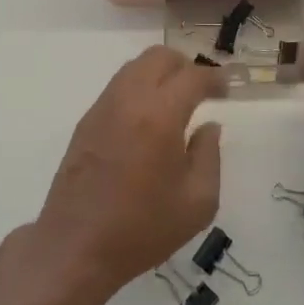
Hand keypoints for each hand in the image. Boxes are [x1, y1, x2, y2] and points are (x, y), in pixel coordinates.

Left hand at [34, 47, 226, 298]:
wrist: (76, 247)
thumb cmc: (143, 229)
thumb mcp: (198, 202)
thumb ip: (209, 155)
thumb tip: (208, 126)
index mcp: (160, 115)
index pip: (192, 76)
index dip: (215, 78)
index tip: (227, 89)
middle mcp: (129, 100)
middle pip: (159, 57)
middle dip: (185, 65)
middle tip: (201, 90)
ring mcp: (103, 107)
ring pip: (135, 67)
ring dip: (159, 73)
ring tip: (175, 101)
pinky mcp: (86, 121)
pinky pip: (118, 86)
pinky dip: (139, 88)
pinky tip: (147, 118)